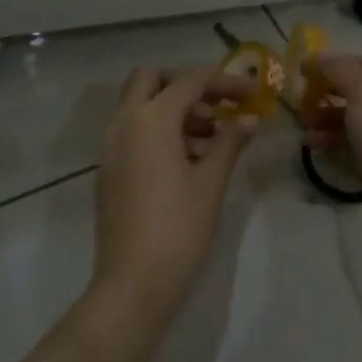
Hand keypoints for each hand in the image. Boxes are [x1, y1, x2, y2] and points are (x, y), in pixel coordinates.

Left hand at [93, 66, 257, 317]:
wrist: (134, 282)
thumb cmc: (179, 227)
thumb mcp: (211, 181)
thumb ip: (230, 142)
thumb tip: (249, 119)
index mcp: (149, 120)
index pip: (189, 82)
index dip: (224, 82)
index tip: (253, 94)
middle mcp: (122, 124)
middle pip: (150, 79)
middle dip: (186, 83)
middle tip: (218, 104)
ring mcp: (109, 147)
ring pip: (138, 105)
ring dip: (172, 107)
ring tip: (211, 135)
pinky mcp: (108, 170)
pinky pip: (132, 130)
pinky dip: (158, 128)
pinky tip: (188, 158)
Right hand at [305, 55, 361, 265]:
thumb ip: (339, 70)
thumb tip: (316, 57)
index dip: (336, 64)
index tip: (303, 72)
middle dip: (329, 95)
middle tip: (299, 102)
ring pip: (357, 123)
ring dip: (327, 121)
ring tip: (301, 127)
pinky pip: (357, 150)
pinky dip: (335, 146)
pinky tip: (312, 147)